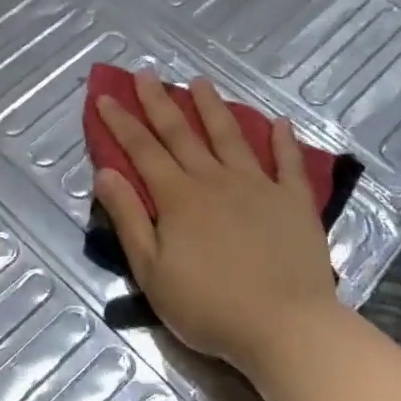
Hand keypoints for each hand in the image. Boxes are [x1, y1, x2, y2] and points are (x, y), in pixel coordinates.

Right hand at [93, 72, 345, 377]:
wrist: (285, 326)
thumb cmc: (209, 306)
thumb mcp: (152, 271)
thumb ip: (129, 218)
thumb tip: (106, 173)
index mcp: (178, 198)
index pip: (142, 150)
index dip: (121, 122)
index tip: (105, 96)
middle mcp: (215, 180)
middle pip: (182, 133)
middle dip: (160, 102)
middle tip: (146, 73)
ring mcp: (258, 186)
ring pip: (230, 137)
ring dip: (212, 107)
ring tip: (200, 81)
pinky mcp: (294, 201)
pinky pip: (288, 163)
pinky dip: (282, 140)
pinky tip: (278, 121)